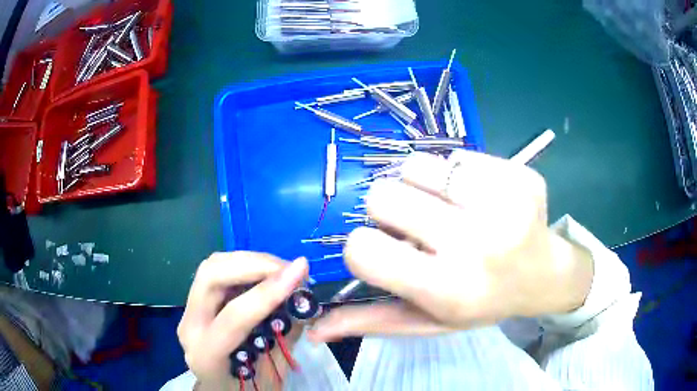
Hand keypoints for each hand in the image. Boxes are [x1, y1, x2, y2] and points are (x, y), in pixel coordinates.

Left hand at [178, 252, 307, 389]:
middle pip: (211, 276)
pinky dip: (245, 265)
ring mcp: (188, 311)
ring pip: (212, 266)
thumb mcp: (272, 371)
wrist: (219, 390)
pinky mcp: (194, 302)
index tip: (301, 271)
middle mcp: (189, 327)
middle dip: (255, 264)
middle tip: (291, 269)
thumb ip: (286, 334)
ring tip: (281, 270)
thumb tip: (304, 301)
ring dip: (250, 260)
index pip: (235, 317)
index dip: (269, 292)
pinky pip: (217, 271)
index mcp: (207, 354)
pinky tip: (265, 274)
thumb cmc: (246, 389)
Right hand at [309, 151, 593, 341]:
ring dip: (421, 186)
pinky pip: (456, 155)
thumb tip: (315, 328)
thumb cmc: (483, 302)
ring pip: (416, 165)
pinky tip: (479, 196)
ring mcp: (503, 201)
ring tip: (448, 208)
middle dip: (390, 209)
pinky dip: (456, 174)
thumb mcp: (429, 321)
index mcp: (448, 288)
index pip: (362, 249)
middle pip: (383, 194)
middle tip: (419, 225)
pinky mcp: (518, 173)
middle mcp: (477, 243)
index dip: (363, 245)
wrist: (544, 275)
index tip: (385, 248)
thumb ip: (372, 322)